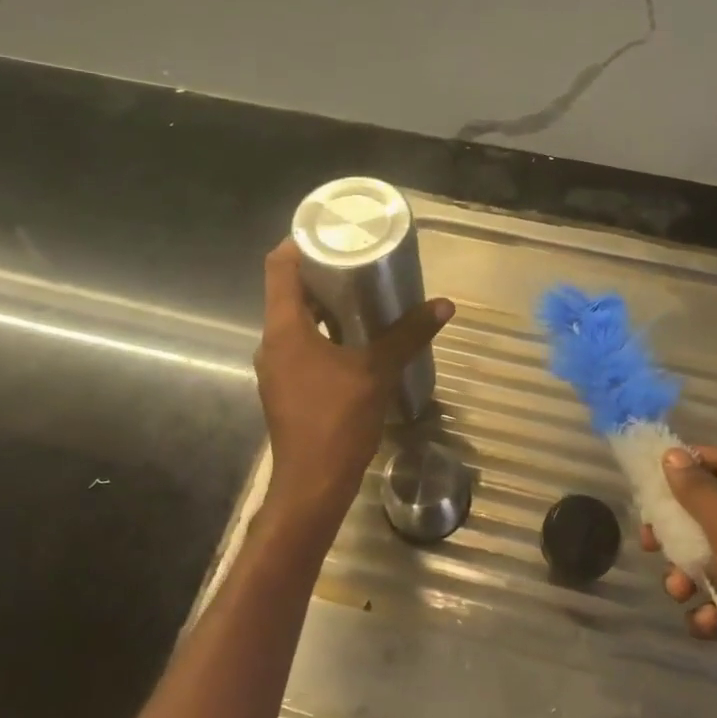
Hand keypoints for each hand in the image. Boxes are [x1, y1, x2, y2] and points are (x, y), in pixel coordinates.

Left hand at [254, 240, 452, 522]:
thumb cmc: (338, 421)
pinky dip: (325, 333)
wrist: (312, 485)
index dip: (300, 242)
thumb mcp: (377, 372)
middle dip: (322, 273)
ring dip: (325, 306)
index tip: (331, 231)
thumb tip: (444, 305)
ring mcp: (277, 368)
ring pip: (296, 321)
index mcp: (284, 329)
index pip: (279, 266)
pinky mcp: (287, 388)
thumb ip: (408, 335)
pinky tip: (356, 340)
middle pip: (289, 292)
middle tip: (358, 260)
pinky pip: (302, 346)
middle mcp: (272, 342)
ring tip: (363, 295)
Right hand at [643, 444, 716, 717]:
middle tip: (648, 540)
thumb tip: (672, 456)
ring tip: (679, 591)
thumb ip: (701, 493)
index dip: (690, 461)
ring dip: (684, 574)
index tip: (652, 473)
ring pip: (706, 559)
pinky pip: (716, 600)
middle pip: (708, 512)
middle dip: (676, 526)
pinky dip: (705, 610)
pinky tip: (707, 624)